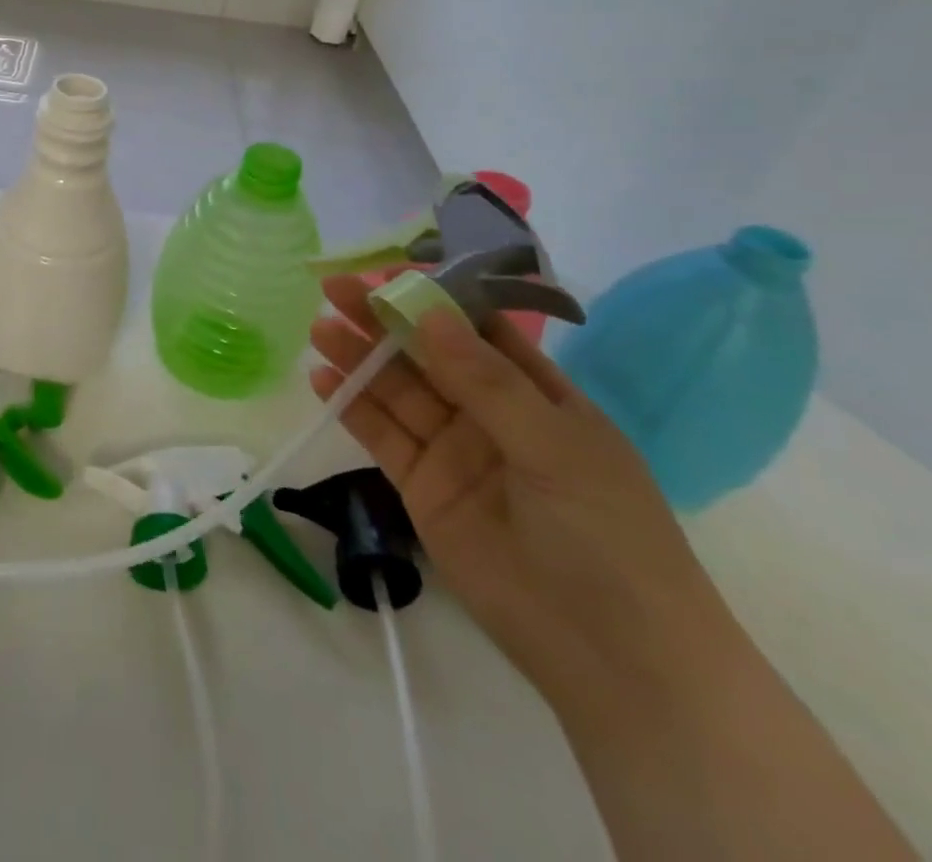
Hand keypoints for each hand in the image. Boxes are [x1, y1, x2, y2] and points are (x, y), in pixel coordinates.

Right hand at [310, 276, 746, 726]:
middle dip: (382, 322)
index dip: (433, 298)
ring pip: (397, 392)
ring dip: (358, 359)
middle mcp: (489, 414)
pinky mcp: (420, 486)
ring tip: (320, 329)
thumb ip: (485, 380)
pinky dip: (351, 407)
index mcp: (537, 395)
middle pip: (426, 355)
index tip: (388, 273)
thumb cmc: (607, 536)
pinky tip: (322, 380)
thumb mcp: (554, 447)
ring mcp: (452, 450)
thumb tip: (430, 312)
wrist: (612, 658)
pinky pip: (381, 436)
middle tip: (334, 291)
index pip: (478, 330)